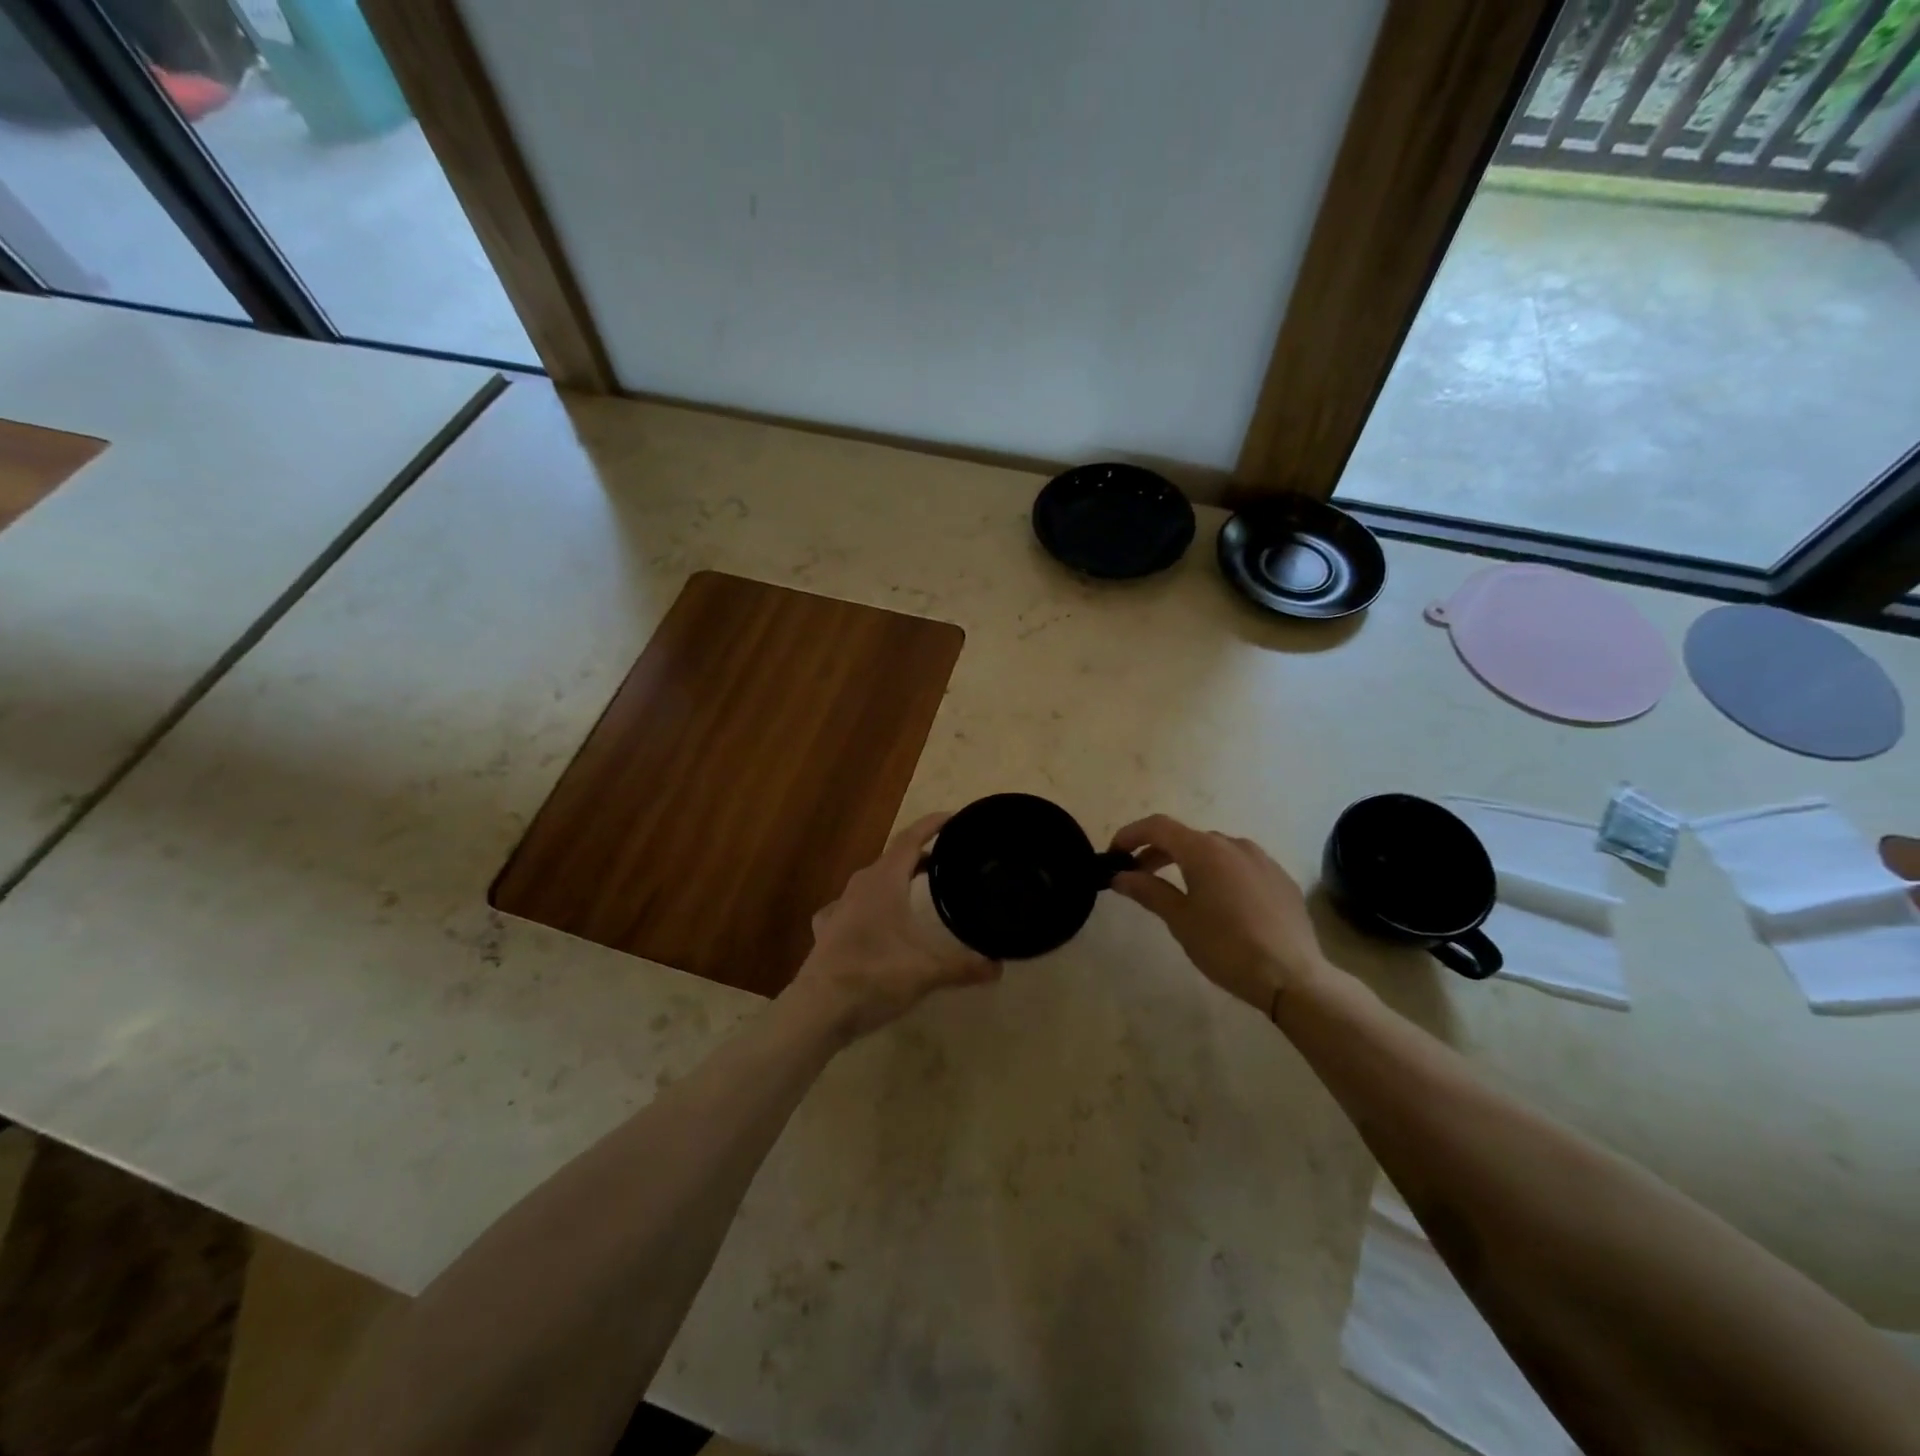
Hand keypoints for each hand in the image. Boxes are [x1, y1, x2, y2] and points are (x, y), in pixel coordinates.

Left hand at [784, 813, 1002, 1043]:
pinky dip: (868, 906)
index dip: (931, 825)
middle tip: (945, 859)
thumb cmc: (876, 976)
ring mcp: (839, 907)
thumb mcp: (928, 971)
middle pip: (892, 858)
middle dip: (919, 855)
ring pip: (871, 881)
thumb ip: (965, 966)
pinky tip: (871, 920)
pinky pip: (851, 907)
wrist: (819, 1009)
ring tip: (915, 888)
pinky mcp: (827, 931)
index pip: (910, 839)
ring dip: (894, 879)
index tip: (953, 818)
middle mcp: (860, 886)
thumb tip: (999, 966)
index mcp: (884, 881)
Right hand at [1109, 814, 1332, 1012]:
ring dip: (1190, 862)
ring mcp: (1262, 859)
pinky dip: (1220, 874)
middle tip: (1139, 877)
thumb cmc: (1226, 946)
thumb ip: (1148, 891)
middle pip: (1186, 837)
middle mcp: (1233, 843)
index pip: (1157, 826)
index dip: (1130, 834)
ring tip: (1179, 891)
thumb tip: (1120, 876)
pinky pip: (1241, 866)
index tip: (1114, 854)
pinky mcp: (1281, 878)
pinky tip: (1220, 903)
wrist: (1292, 977)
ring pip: (1215, 851)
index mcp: (1204, 849)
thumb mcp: (1179, 920)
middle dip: (1158, 852)